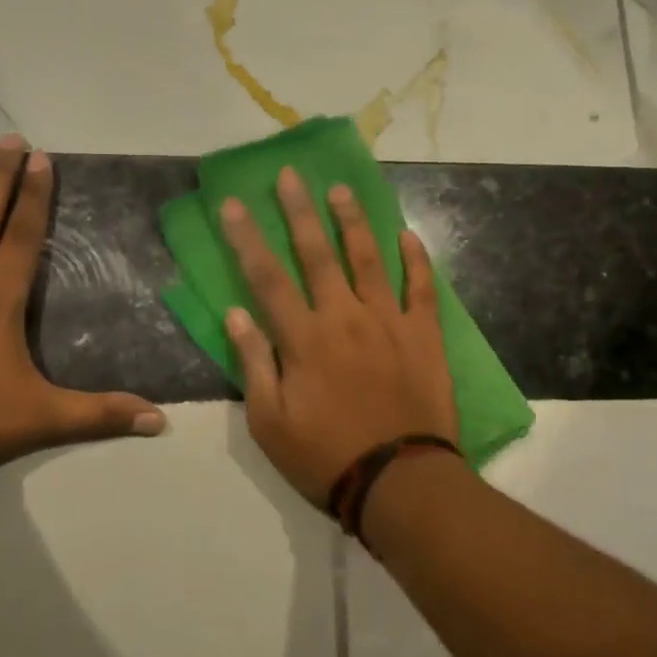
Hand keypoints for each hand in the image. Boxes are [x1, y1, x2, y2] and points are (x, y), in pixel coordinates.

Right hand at [220, 168, 458, 506]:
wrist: (398, 481)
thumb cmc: (324, 456)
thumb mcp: (269, 421)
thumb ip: (254, 362)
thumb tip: (235, 313)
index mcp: (303, 338)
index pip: (266, 277)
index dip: (246, 238)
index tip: (232, 204)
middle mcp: (343, 317)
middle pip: (317, 254)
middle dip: (300, 211)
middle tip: (291, 175)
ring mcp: (388, 322)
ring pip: (368, 258)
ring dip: (353, 221)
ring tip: (341, 189)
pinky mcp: (424, 335)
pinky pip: (422, 288)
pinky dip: (416, 259)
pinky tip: (408, 235)